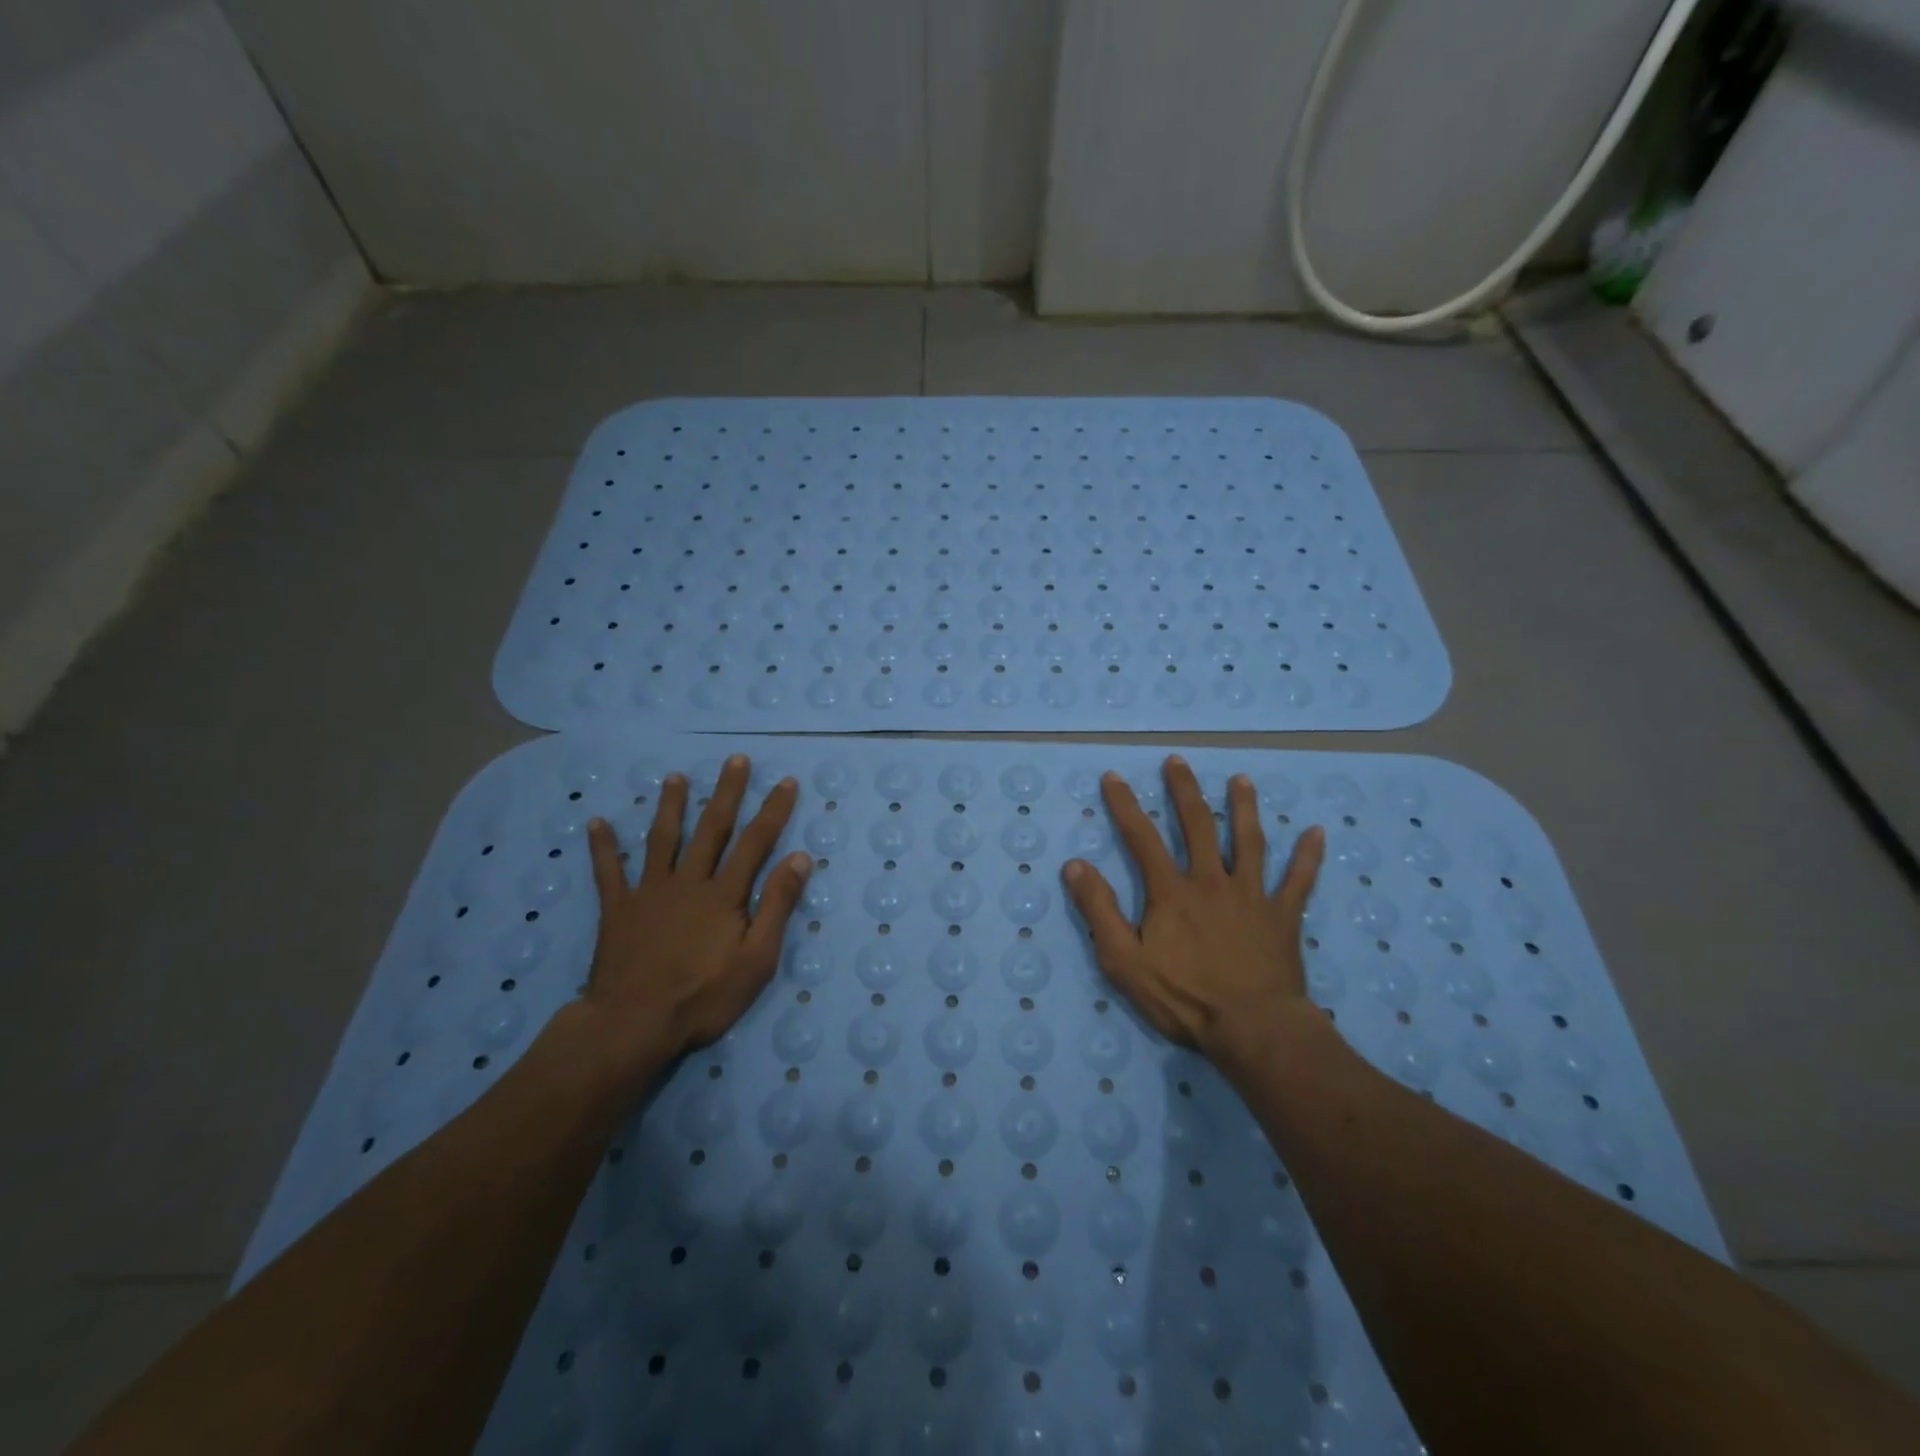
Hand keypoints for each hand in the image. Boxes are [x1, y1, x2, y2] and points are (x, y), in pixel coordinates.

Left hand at [581, 754, 809, 1073]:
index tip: (785, 782)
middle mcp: (689, 882)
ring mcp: (650, 892)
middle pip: (711, 829)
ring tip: (674, 777)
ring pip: (662, 839)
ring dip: (670, 806)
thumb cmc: (704, 996)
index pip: (755, 843)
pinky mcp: (618, 910)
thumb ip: (777, 906)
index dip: (772, 811)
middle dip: (726, 792)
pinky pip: (608, 872)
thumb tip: (799, 858)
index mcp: (724, 894)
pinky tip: (597, 823)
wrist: (634, 1024)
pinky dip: (603, 848)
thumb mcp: (757, 959)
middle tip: (735, 760)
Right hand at [1061, 755, 1325, 1058]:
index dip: (1125, 805)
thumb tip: (1075, 865)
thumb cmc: (1183, 998)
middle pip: (1198, 826)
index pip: (1142, 837)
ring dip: (1244, 808)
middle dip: (1184, 791)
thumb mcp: (1124, 960)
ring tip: (1241, 780)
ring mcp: (1252, 896)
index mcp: (1172, 891)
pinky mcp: (1283, 917)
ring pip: (1250, 842)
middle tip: (1177, 761)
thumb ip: (1099, 911)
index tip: (1113, 776)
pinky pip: (1299, 881)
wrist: (1253, 1029)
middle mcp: (1212, 881)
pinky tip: (1317, 832)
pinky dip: (1308, 856)